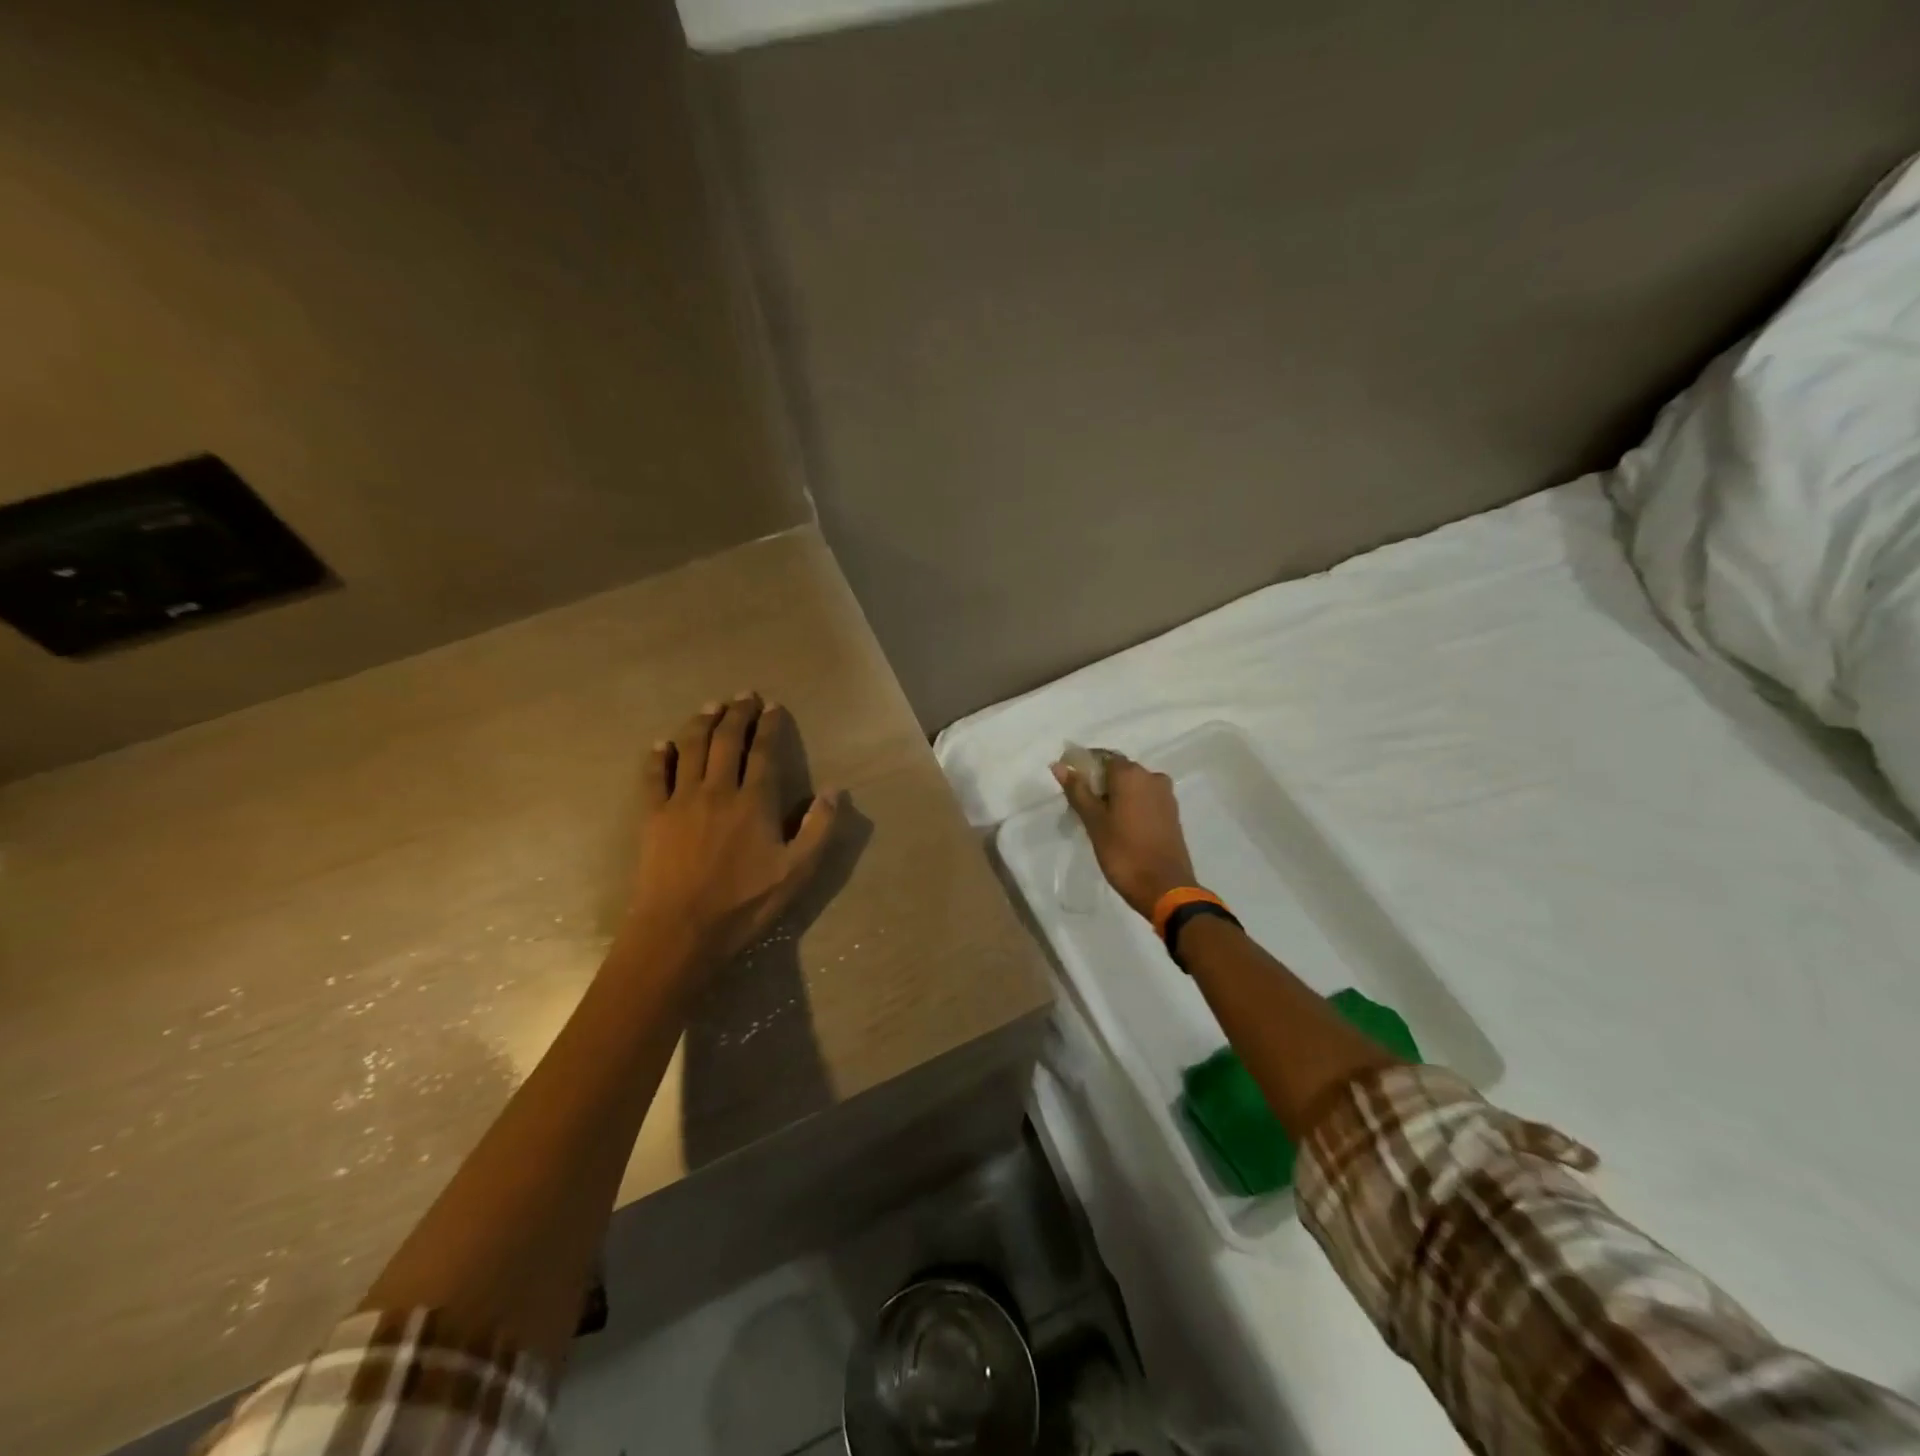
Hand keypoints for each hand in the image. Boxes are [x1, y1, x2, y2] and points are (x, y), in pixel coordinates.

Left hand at [625, 694, 840, 966]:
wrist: (681, 930)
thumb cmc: (744, 903)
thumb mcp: (797, 872)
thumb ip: (819, 828)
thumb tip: (835, 789)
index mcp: (754, 801)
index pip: (764, 751)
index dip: (769, 726)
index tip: (773, 706)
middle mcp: (717, 789)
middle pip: (726, 741)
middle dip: (737, 713)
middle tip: (744, 695)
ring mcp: (681, 800)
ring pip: (691, 749)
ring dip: (701, 722)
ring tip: (711, 706)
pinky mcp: (653, 816)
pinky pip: (654, 776)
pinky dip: (659, 756)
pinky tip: (662, 744)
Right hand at [1052, 751, 1197, 919]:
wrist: (1165, 887)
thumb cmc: (1123, 852)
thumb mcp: (1094, 821)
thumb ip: (1077, 790)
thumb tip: (1059, 765)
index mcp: (1130, 774)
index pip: (1101, 756)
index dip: (1083, 766)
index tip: (1070, 783)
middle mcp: (1151, 776)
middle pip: (1118, 770)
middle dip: (1099, 782)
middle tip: (1081, 805)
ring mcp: (1165, 795)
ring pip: (1133, 785)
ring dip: (1115, 794)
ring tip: (1098, 818)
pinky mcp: (1172, 812)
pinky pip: (1145, 798)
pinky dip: (1130, 804)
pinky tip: (1119, 825)